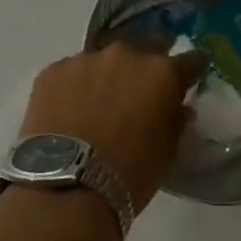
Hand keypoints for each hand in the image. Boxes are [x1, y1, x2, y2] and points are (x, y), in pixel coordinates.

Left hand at [17, 43, 204, 214]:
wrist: (67, 185)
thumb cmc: (129, 174)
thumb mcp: (167, 152)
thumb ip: (175, 120)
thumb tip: (178, 107)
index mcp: (161, 73)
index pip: (189, 60)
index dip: (190, 70)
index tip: (188, 77)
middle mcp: (125, 55)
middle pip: (140, 56)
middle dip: (141, 73)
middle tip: (133, 99)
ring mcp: (84, 60)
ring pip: (101, 63)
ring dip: (104, 79)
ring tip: (94, 108)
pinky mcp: (51, 71)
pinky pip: (70, 74)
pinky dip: (73, 88)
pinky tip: (67, 112)